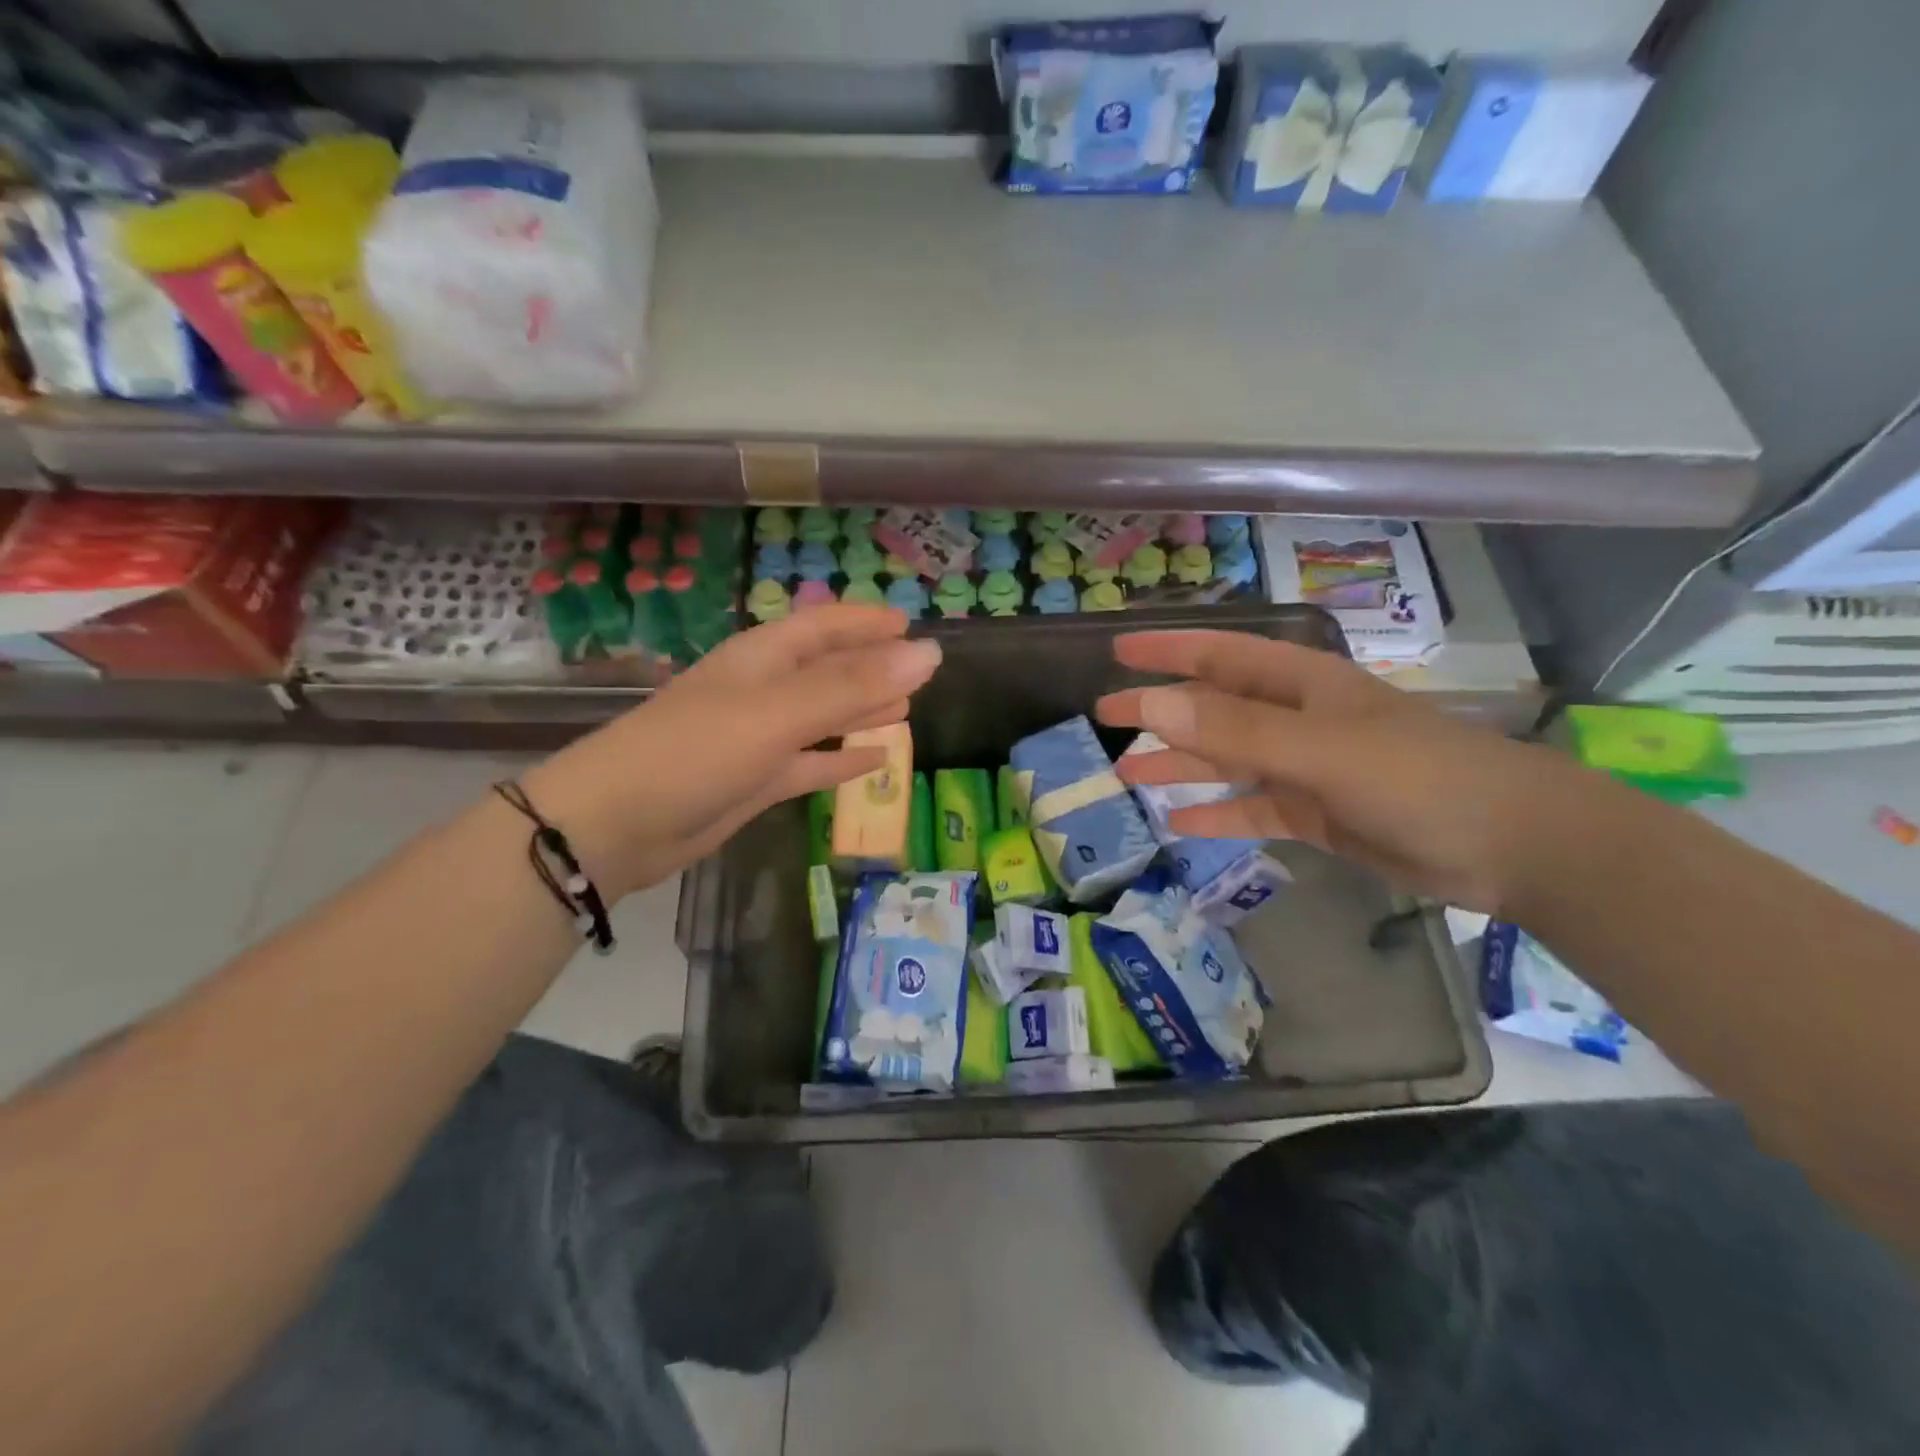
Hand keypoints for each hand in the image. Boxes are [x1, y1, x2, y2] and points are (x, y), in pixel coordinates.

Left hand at [522, 605, 940, 898]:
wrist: (616, 826)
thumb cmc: (695, 751)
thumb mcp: (777, 713)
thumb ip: (852, 686)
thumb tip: (929, 654)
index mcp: (761, 659)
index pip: (823, 626)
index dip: (865, 622)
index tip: (909, 623)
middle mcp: (762, 691)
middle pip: (826, 669)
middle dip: (869, 666)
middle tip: (918, 670)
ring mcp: (758, 738)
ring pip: (822, 717)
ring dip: (860, 711)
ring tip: (905, 709)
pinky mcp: (755, 781)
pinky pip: (810, 763)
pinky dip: (841, 760)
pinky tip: (874, 761)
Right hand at [1096, 631, 1585, 911]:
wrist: (1512, 846)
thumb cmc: (1418, 777)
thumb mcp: (1320, 749)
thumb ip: (1236, 729)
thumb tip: (1153, 705)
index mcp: (1301, 684)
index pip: (1219, 655)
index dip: (1168, 650)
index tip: (1117, 652)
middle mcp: (1298, 719)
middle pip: (1214, 708)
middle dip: (1160, 711)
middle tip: (1104, 719)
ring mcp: (1307, 768)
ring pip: (1227, 759)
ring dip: (1179, 764)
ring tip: (1125, 774)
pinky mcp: (1318, 814)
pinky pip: (1252, 808)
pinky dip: (1217, 813)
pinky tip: (1179, 824)